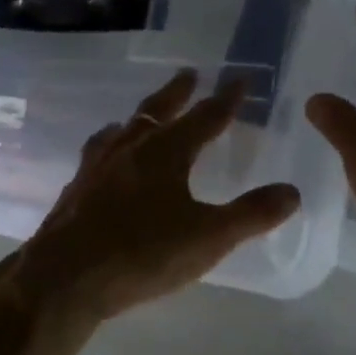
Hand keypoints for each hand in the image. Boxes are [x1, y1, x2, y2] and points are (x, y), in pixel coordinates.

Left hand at [10, 70, 300, 323]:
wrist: (63, 280)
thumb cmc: (142, 254)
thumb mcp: (209, 238)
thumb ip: (252, 214)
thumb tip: (292, 191)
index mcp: (166, 152)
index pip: (205, 117)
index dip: (226, 99)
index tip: (239, 79)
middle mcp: (130, 149)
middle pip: (157, 110)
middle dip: (177, 92)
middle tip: (189, 74)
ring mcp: (97, 167)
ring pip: (123, 129)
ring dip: (140, 117)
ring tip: (142, 116)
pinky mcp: (76, 190)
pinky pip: (97, 153)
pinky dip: (110, 145)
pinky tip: (105, 160)